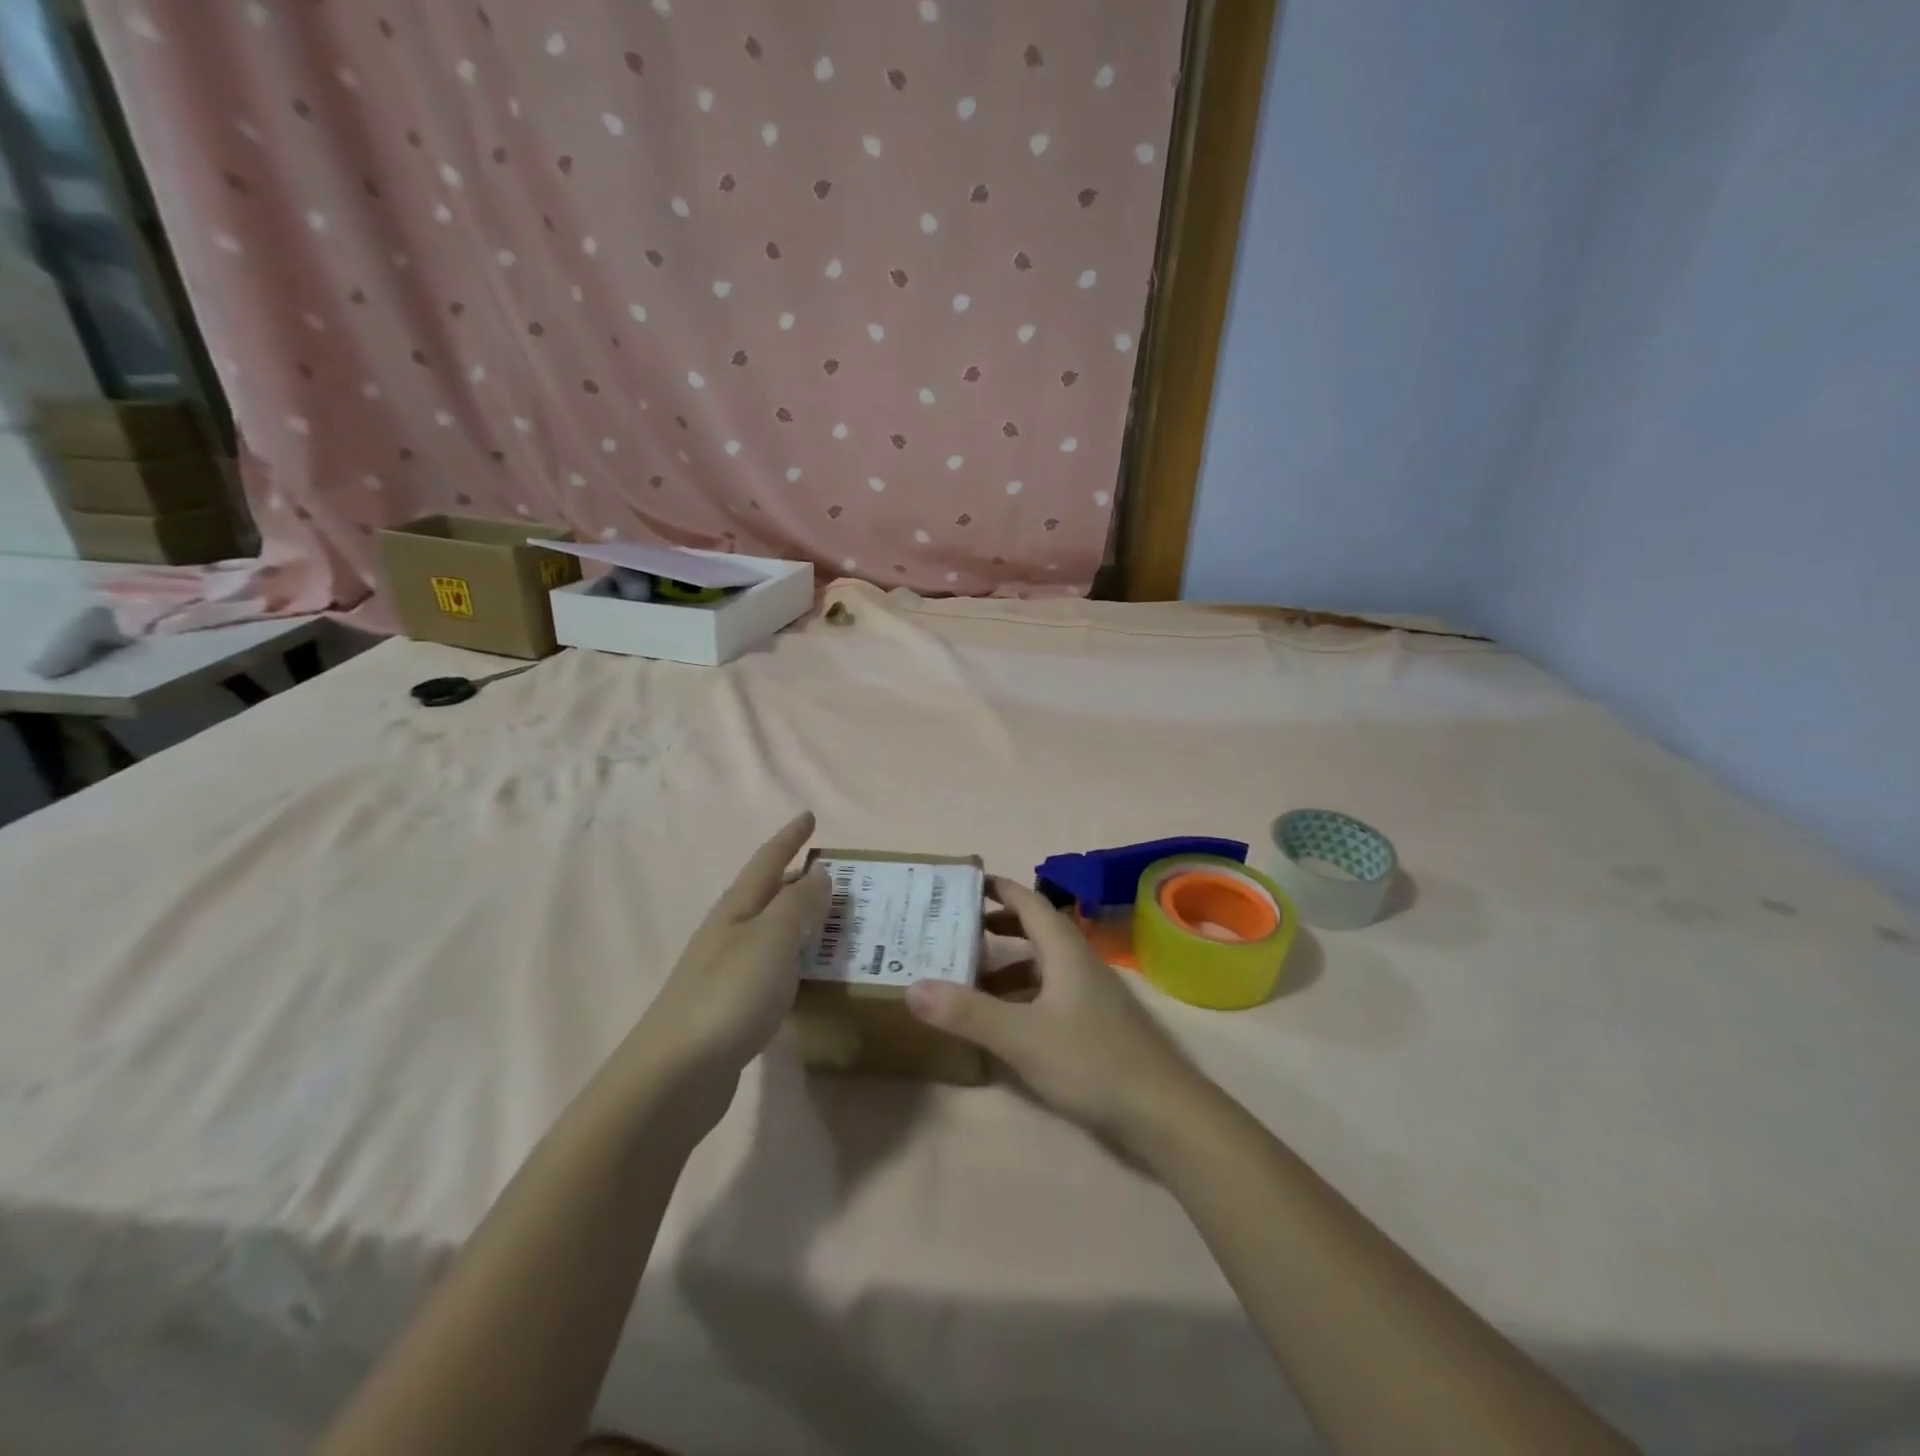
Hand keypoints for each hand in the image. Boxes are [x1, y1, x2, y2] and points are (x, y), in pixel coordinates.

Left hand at [629, 812, 829, 1114]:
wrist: (675, 1076)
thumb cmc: (728, 995)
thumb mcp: (773, 939)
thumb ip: (799, 904)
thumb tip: (819, 873)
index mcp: (737, 909)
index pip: (769, 861)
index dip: (790, 837)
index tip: (810, 816)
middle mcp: (730, 933)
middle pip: (769, 895)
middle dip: (801, 880)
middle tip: (840, 876)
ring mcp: (728, 972)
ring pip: (773, 933)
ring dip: (803, 922)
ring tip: (837, 922)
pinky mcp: (732, 1008)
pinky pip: (774, 968)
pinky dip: (797, 960)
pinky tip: (811, 974)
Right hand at [906, 876, 1212, 1150]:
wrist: (1164, 1113)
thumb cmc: (1091, 1061)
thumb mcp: (1021, 1037)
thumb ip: (967, 1012)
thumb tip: (912, 987)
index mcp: (1065, 952)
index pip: (1030, 903)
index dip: (1000, 889)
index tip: (966, 884)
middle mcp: (1080, 964)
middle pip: (1036, 931)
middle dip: (998, 927)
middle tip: (958, 931)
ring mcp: (1092, 996)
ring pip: (1043, 967)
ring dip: (1008, 967)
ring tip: (969, 979)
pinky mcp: (1096, 1026)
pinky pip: (1051, 995)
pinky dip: (1023, 997)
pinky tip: (1004, 1023)